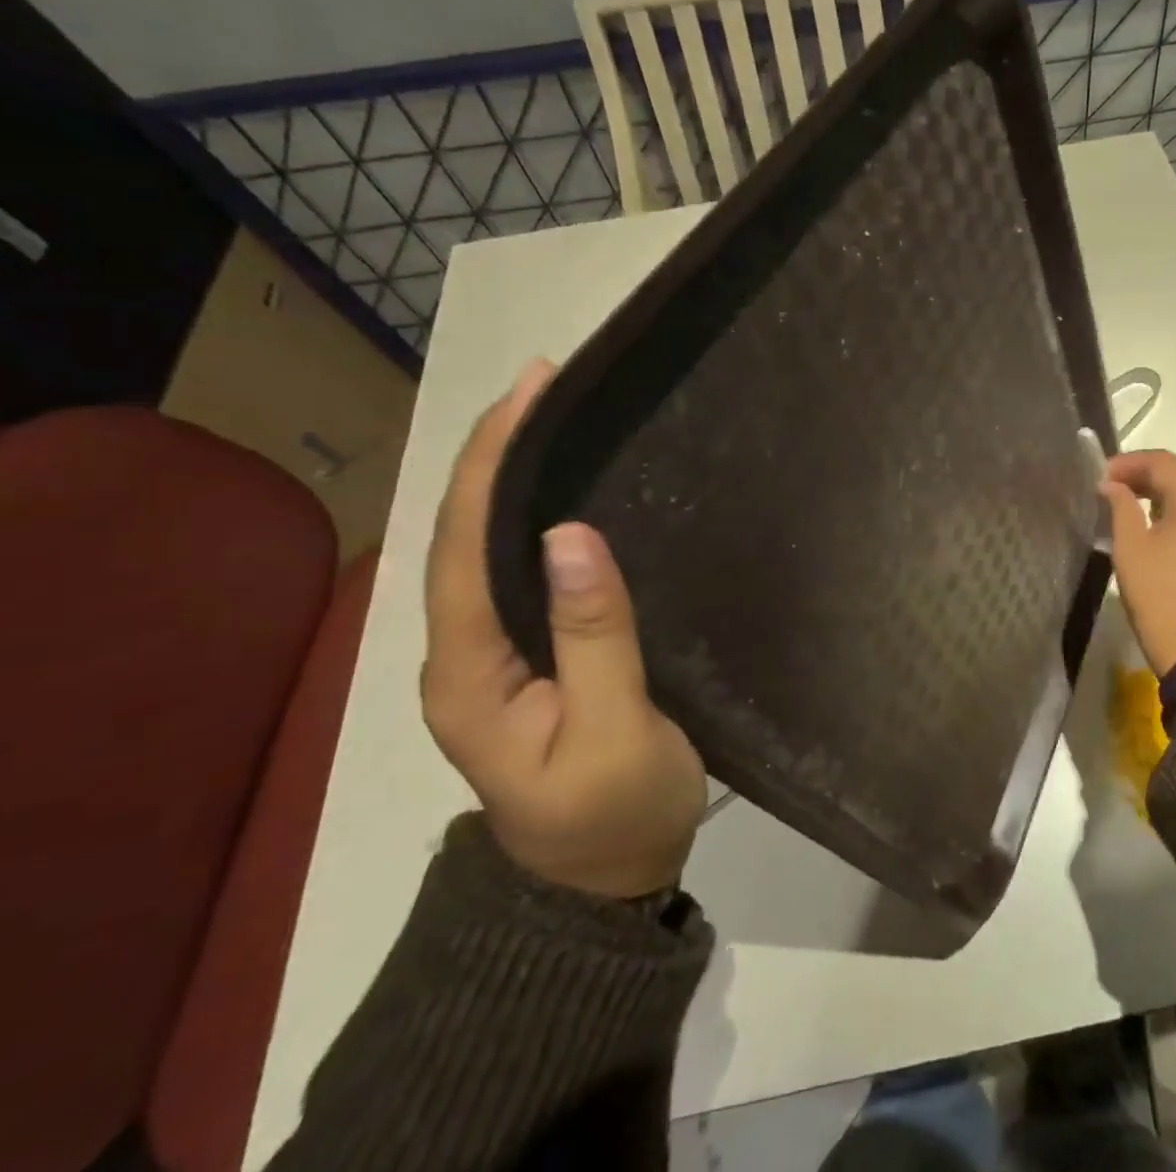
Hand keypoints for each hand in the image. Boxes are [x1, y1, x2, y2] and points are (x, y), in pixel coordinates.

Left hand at [420, 359, 707, 898]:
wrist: (602, 888)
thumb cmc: (616, 815)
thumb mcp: (617, 730)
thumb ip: (594, 635)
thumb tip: (569, 534)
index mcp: (469, 672)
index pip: (463, 543)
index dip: (490, 460)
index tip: (531, 391)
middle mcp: (461, 654)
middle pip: (463, 534)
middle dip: (495, 452)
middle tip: (545, 385)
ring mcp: (489, 658)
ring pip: (486, 548)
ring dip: (509, 478)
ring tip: (549, 417)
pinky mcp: (523, 659)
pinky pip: (515, 571)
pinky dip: (530, 517)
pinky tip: (561, 492)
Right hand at [1099, 450, 1175, 677]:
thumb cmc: (1159, 593)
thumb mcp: (1131, 546)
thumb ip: (1120, 505)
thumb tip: (1110, 484)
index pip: (1162, 462)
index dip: (1128, 463)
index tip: (1098, 476)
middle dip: (1143, 471)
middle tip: (1107, 484)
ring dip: (1157, 488)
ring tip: (1122, 498)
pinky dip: (1172, 505)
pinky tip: (1148, 518)